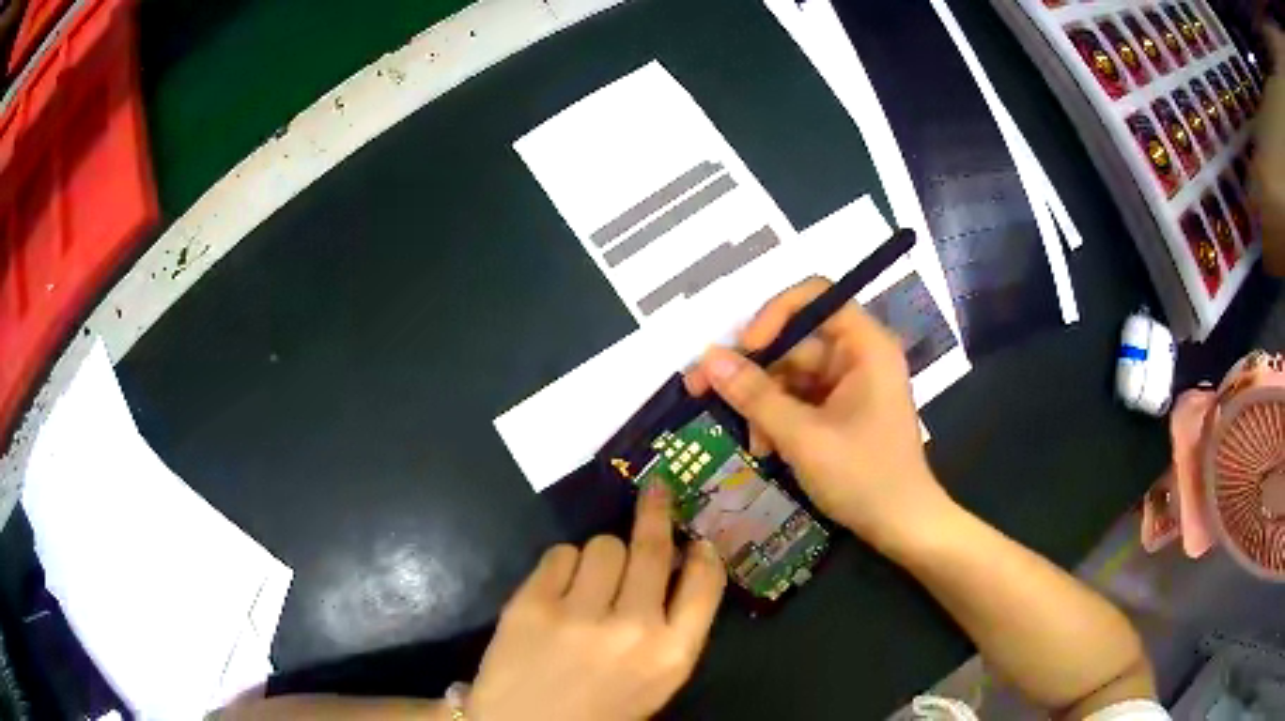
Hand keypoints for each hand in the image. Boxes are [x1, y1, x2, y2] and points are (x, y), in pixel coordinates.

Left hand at [467, 485, 725, 720]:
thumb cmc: (598, 711)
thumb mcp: (653, 681)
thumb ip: (671, 628)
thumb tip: (676, 565)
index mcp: (671, 655)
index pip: (705, 583)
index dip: (704, 552)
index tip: (697, 538)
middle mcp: (632, 629)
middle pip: (651, 549)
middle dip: (657, 512)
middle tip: (657, 489)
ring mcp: (579, 614)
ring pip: (603, 544)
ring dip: (602, 555)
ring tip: (589, 583)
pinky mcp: (531, 603)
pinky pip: (559, 554)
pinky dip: (562, 565)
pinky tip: (557, 591)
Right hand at [684, 277, 951, 548]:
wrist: (902, 526)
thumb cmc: (864, 477)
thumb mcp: (804, 437)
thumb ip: (755, 396)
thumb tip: (707, 359)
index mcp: (865, 346)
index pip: (815, 297)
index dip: (774, 314)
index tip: (745, 349)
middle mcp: (858, 356)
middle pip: (795, 341)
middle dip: (755, 372)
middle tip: (703, 391)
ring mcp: (850, 385)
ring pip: (791, 375)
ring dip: (763, 404)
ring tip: (748, 441)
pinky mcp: (842, 411)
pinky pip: (800, 400)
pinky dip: (778, 420)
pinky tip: (764, 448)